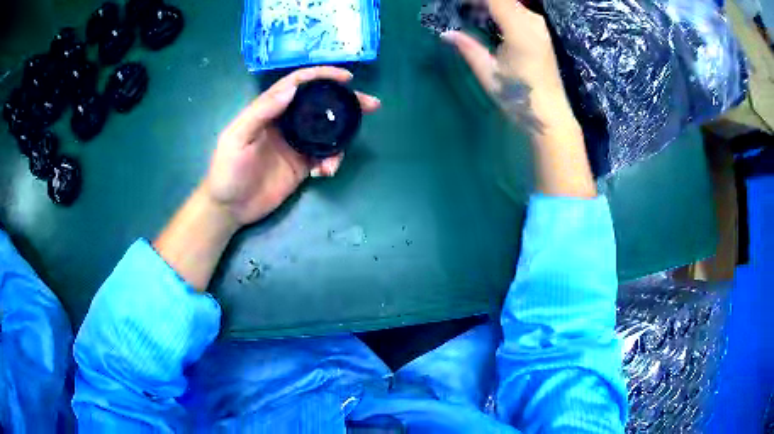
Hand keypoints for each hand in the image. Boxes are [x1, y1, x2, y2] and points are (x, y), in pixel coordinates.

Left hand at [202, 66, 380, 226]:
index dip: (321, 76)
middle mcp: (286, 122)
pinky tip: (327, 171)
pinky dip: (332, 161)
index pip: (298, 84)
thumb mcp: (237, 138)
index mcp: (269, 110)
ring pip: (326, 131)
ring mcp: (296, 144)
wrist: (229, 208)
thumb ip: (261, 112)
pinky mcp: (302, 165)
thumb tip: (292, 89)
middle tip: (370, 104)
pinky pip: (324, 156)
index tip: (346, 77)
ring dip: (342, 138)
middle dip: (346, 102)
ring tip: (341, 155)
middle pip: (319, 104)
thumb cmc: (227, 170)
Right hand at [443, 0, 594, 197]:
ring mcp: (539, 26)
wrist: (550, 115)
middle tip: (458, 9)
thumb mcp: (489, 73)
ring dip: (489, 4)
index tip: (454, 3)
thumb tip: (446, 33)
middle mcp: (533, 22)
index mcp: (520, 30)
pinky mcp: (541, 32)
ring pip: (510, 2)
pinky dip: (499, 10)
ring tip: (468, 13)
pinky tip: (486, 19)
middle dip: (479, 1)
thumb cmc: (519, 97)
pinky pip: (517, 11)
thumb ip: (468, 47)